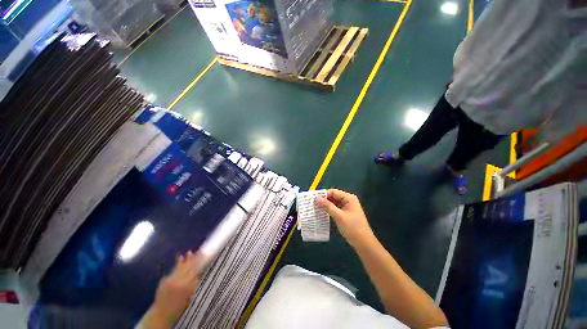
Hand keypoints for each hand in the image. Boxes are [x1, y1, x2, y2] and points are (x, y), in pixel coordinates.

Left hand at [139, 251, 204, 328]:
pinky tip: (180, 258)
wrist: (161, 314)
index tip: (205, 254)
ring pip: (181, 266)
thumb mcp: (190, 296)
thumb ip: (194, 283)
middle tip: (200, 251)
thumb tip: (199, 272)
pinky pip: (174, 269)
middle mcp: (179, 280)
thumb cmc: (179, 307)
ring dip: (186, 259)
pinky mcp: (165, 279)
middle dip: (194, 258)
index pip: (196, 269)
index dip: (201, 261)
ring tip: (190, 252)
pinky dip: (178, 263)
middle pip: (189, 266)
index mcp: (187, 285)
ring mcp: (171, 279)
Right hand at [316, 189, 374, 248]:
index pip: (333, 192)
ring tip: (314, 208)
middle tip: (312, 203)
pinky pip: (335, 209)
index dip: (323, 194)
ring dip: (325, 205)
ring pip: (333, 203)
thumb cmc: (353, 228)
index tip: (313, 198)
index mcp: (349, 198)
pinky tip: (321, 213)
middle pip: (333, 197)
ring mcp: (346, 207)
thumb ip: (327, 206)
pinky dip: (328, 210)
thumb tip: (316, 198)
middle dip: (323, 200)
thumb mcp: (339, 216)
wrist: (363, 243)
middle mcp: (348, 200)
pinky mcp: (345, 214)